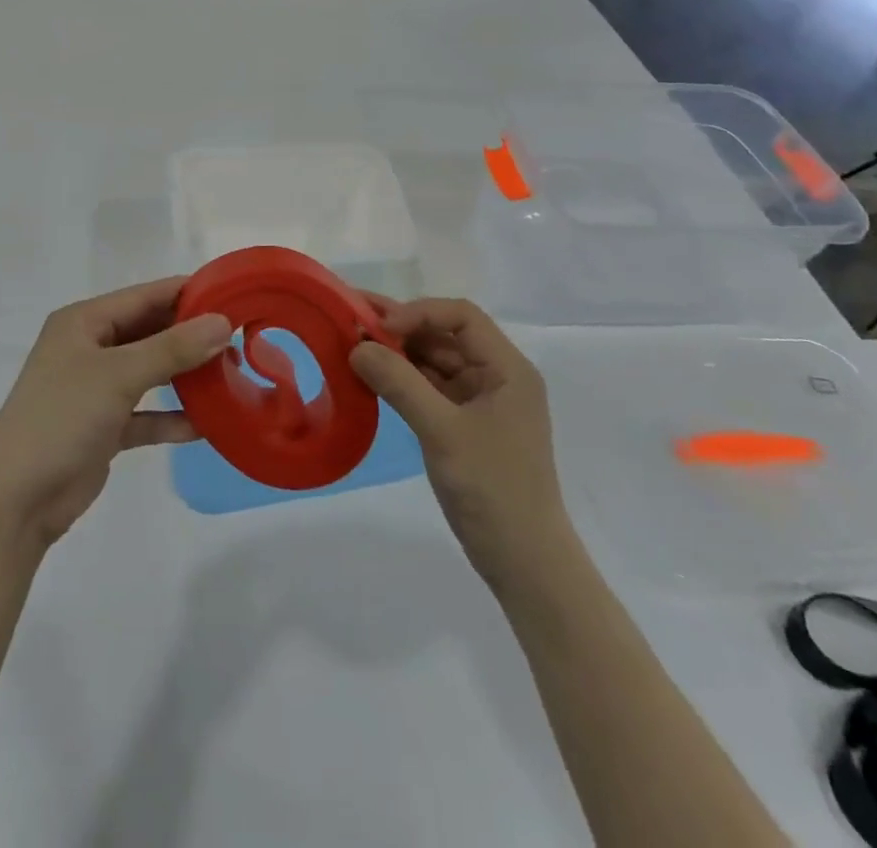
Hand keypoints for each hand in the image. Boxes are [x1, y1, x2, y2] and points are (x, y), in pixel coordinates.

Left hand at [0, 278, 230, 547]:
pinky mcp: (103, 427)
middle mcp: (90, 348)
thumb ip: (172, 348)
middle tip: (240, 339)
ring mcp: (96, 389)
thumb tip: (222, 322)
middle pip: (150, 332)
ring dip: (186, 375)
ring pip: (151, 372)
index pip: (146, 296)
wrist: (14, 501)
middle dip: (192, 336)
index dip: (188, 294)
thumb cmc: (61, 419)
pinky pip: (146, 414)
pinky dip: (171, 418)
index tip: (235, 295)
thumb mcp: (119, 375)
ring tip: (231, 375)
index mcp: (84, 322)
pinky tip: (206, 425)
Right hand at [351, 298, 567, 592]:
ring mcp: (482, 401)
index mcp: (508, 368)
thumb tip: (358, 347)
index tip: (379, 328)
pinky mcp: (466, 424)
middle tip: (351, 317)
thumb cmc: (493, 490)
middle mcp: (497, 376)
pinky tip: (371, 375)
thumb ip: (400, 384)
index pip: (462, 317)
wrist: (524, 563)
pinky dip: (402, 379)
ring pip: (435, 361)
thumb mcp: (442, 432)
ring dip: (398, 352)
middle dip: (401, 327)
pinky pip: (430, 388)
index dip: (419, 313)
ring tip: (353, 342)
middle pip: (446, 335)